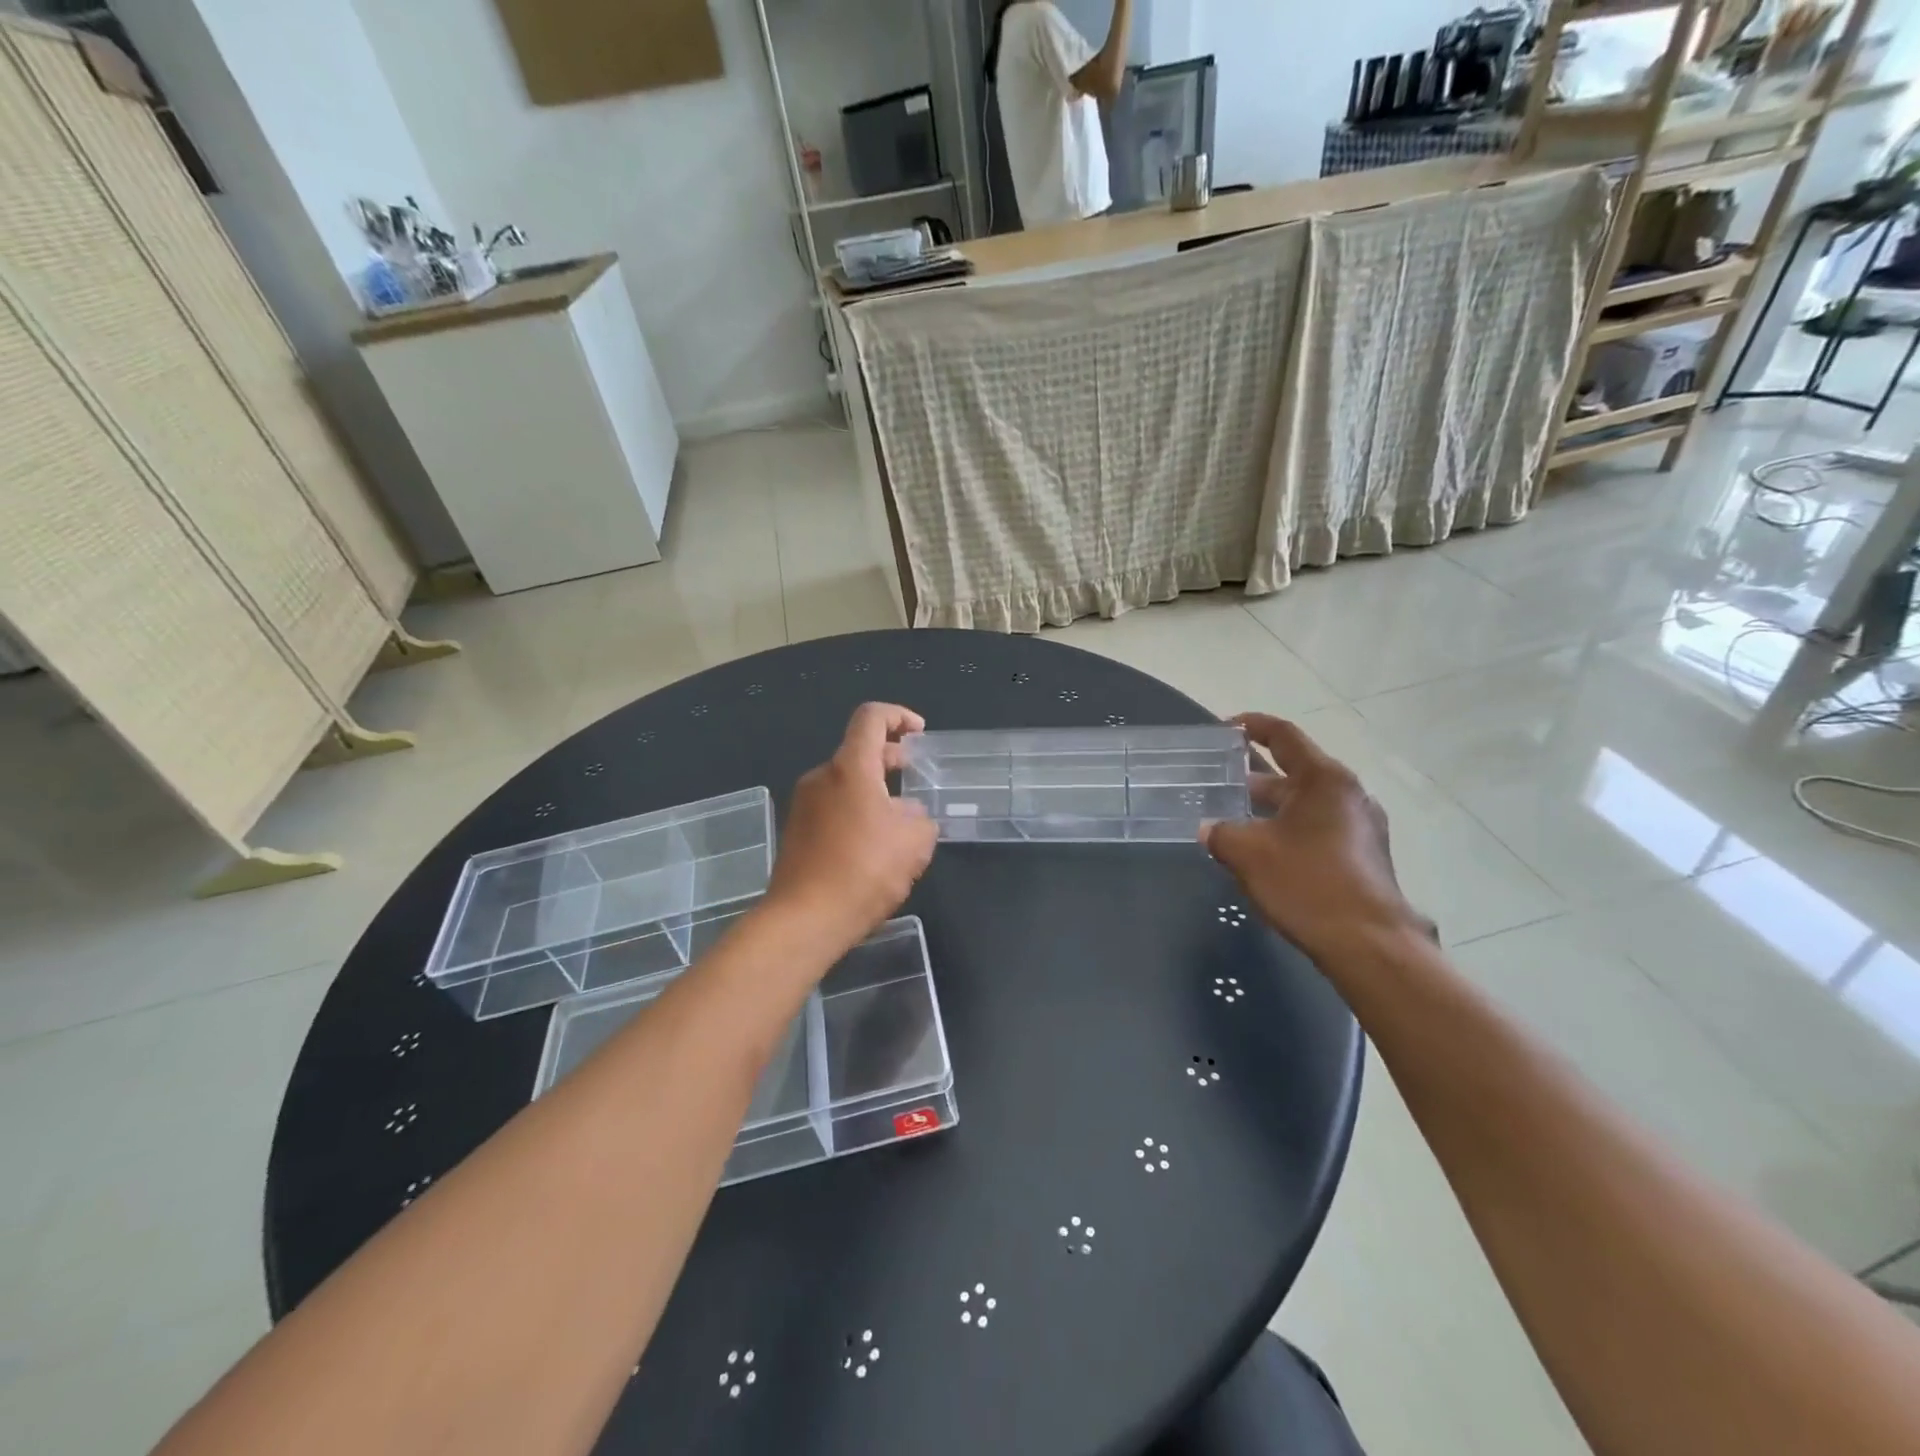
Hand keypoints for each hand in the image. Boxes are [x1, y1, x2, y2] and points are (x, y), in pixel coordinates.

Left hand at [766, 703, 937, 954]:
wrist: (804, 920)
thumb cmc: (864, 872)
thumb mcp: (914, 844)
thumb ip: (920, 819)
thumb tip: (909, 814)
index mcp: (850, 768)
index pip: (871, 718)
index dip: (898, 716)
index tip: (919, 733)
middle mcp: (821, 777)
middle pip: (858, 751)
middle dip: (891, 758)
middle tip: (915, 777)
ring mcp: (803, 805)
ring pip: (845, 782)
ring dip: (874, 790)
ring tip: (900, 821)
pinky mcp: (795, 831)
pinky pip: (832, 807)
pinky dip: (856, 811)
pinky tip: (873, 846)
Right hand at [1200, 714, 1432, 963]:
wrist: (1369, 945)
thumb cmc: (1307, 884)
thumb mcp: (1247, 853)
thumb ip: (1220, 832)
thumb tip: (1207, 828)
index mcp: (1325, 779)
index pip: (1284, 736)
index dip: (1252, 726)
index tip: (1224, 728)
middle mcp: (1349, 794)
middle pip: (1295, 771)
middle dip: (1254, 776)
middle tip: (1219, 780)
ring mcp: (1361, 826)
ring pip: (1305, 803)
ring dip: (1270, 806)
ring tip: (1233, 816)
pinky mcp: (1363, 855)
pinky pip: (1318, 827)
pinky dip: (1288, 828)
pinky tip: (1263, 850)